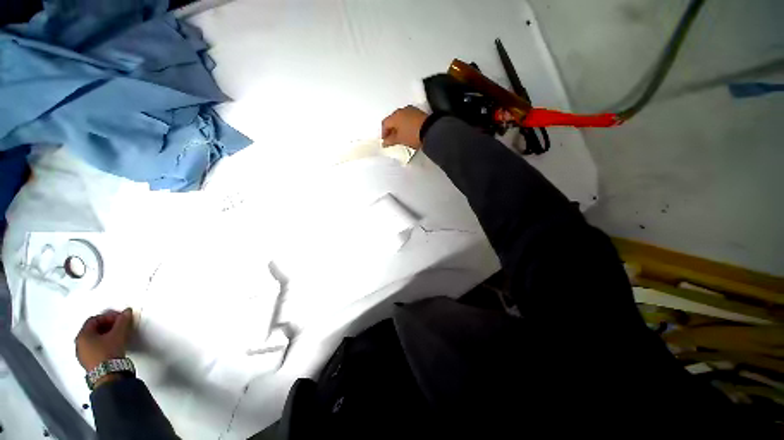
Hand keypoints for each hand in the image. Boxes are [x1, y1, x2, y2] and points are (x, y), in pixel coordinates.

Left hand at [75, 308, 133, 371]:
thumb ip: (122, 321)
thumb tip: (127, 311)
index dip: (108, 316)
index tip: (120, 318)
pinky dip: (103, 344)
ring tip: (118, 336)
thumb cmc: (109, 351)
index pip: (94, 319)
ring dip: (105, 335)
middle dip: (107, 326)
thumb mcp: (118, 334)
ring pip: (93, 340)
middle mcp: (79, 343)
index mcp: (82, 335)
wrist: (108, 375)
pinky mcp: (88, 363)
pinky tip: (112, 347)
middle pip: (93, 330)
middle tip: (120, 326)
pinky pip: (94, 349)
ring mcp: (82, 355)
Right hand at [381, 106, 428, 148]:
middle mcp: (402, 110)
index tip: (385, 141)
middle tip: (392, 139)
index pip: (385, 124)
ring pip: (401, 119)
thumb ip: (390, 140)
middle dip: (391, 129)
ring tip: (401, 136)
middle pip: (393, 120)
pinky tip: (408, 132)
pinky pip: (408, 118)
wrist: (431, 130)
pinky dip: (406, 125)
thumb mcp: (400, 140)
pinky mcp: (419, 113)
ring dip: (399, 127)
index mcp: (395, 116)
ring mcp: (411, 110)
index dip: (384, 133)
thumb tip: (384, 142)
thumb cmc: (412, 135)